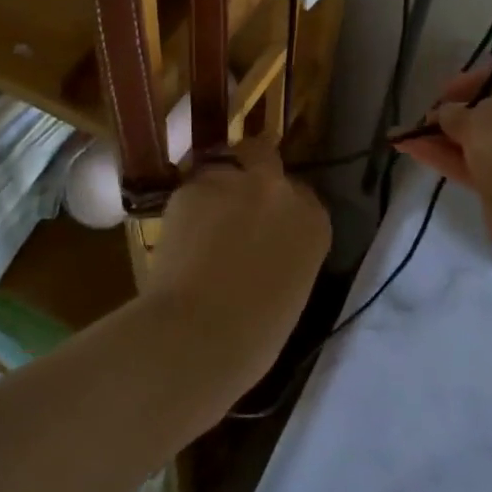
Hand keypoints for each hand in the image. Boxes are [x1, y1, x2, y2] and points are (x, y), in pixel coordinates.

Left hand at [142, 138, 331, 390]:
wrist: (199, 334)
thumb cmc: (255, 335)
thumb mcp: (292, 288)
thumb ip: (285, 252)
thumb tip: (263, 247)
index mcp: (313, 221)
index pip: (302, 195)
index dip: (280, 206)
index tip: (267, 223)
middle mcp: (279, 190)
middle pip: (265, 155)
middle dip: (251, 169)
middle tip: (234, 199)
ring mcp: (235, 182)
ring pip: (222, 167)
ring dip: (215, 187)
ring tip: (199, 220)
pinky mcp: (192, 186)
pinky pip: (191, 188)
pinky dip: (186, 206)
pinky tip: (178, 234)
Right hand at [393, 57, 491, 255]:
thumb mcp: (481, 118)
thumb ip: (456, 112)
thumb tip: (446, 115)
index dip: (470, 78)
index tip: (443, 94)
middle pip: (487, 108)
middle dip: (450, 112)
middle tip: (423, 119)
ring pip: (475, 139)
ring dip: (440, 137)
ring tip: (403, 136)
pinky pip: (471, 163)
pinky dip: (444, 157)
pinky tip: (411, 150)